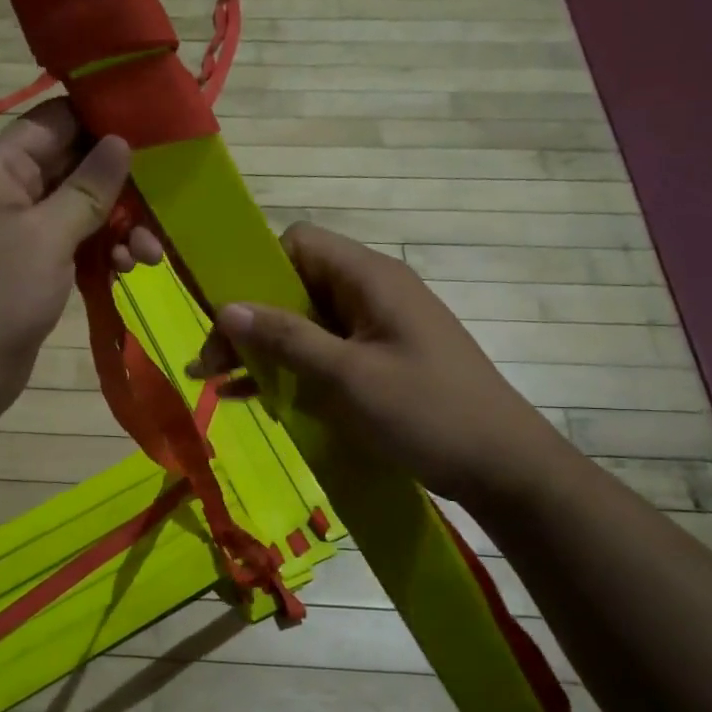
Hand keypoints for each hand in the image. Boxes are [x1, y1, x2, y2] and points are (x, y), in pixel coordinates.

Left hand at [0, 100, 161, 423]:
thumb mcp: (47, 236)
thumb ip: (87, 187)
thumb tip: (120, 140)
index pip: (56, 120)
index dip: (104, 120)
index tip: (156, 133)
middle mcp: (7, 189)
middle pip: (74, 165)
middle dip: (121, 186)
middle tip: (163, 209)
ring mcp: (19, 229)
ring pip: (80, 208)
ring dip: (118, 225)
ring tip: (150, 256)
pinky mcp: (31, 264)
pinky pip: (74, 241)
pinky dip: (102, 251)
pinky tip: (129, 269)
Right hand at [190, 222, 567, 507]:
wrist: (502, 466)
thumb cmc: (426, 412)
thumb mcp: (347, 376)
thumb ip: (286, 338)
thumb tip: (226, 307)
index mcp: (369, 278)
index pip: (298, 244)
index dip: (258, 271)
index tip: (229, 315)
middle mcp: (371, 293)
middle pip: (295, 286)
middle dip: (249, 321)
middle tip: (209, 364)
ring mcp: (376, 329)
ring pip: (305, 323)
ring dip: (264, 349)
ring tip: (217, 382)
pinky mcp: (378, 362)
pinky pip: (323, 353)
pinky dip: (289, 369)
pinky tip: (252, 397)